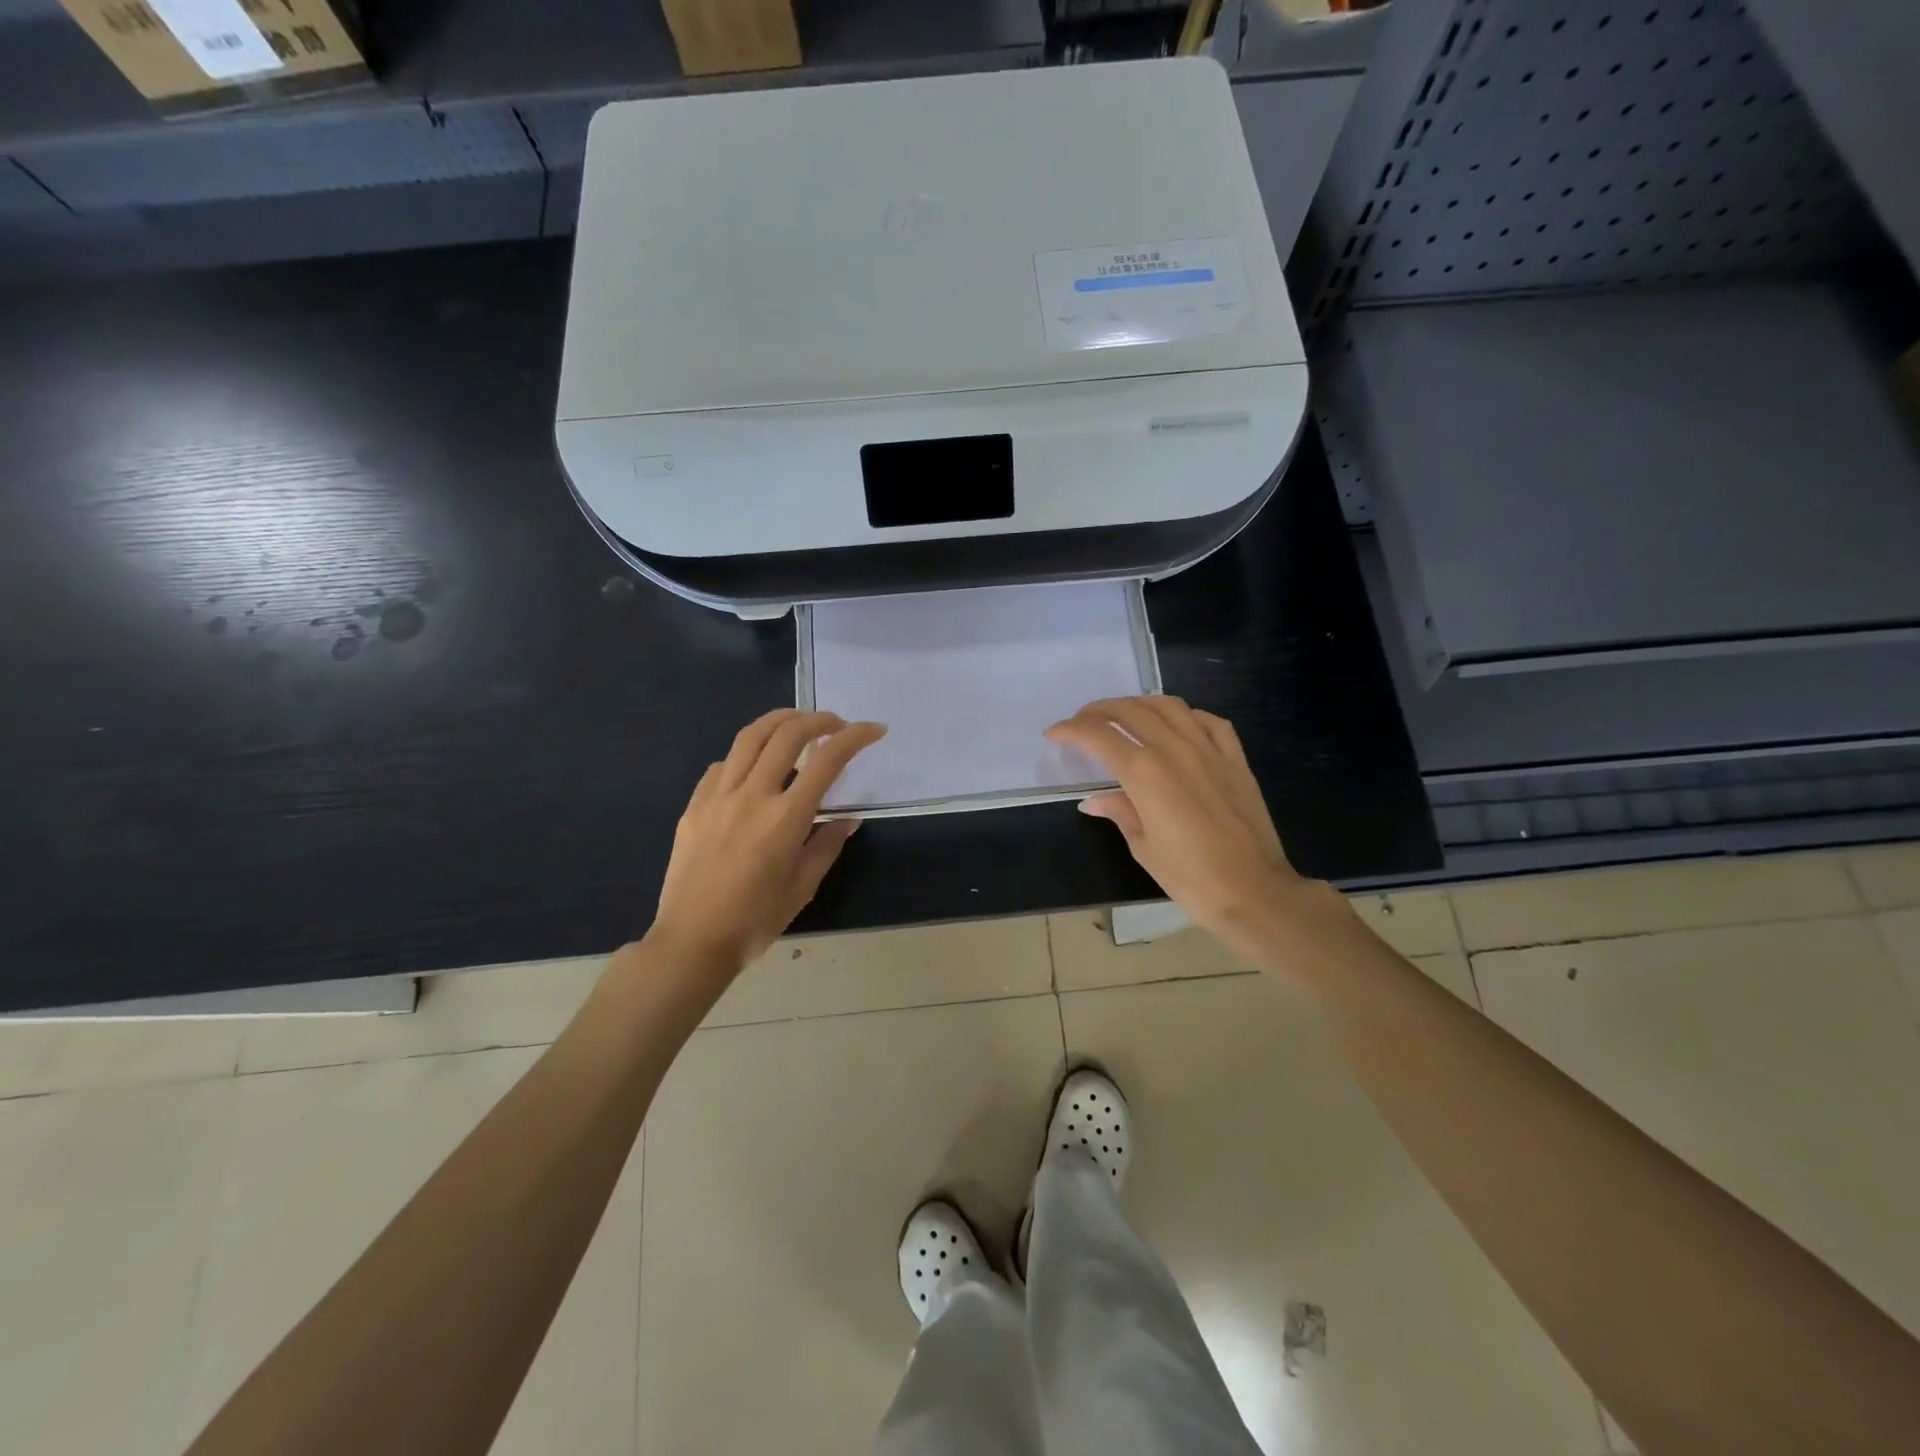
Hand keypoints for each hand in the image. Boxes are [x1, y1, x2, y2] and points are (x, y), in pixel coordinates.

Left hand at [648, 709, 885, 980]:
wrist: (692, 942)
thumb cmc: (755, 921)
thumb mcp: (803, 887)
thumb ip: (827, 845)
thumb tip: (847, 820)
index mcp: (785, 818)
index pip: (827, 760)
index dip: (855, 737)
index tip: (875, 730)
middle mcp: (752, 796)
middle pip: (787, 734)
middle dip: (819, 719)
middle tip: (837, 724)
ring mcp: (717, 797)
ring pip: (749, 737)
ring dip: (780, 721)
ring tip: (798, 724)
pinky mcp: (694, 806)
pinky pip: (722, 765)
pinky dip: (746, 754)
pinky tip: (755, 767)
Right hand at [1046, 696, 1339, 956]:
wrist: (1254, 892)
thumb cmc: (1190, 878)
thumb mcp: (1144, 847)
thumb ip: (1120, 812)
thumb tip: (1095, 800)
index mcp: (1144, 773)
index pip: (1098, 736)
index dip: (1071, 730)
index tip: (1054, 733)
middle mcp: (1175, 750)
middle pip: (1131, 711)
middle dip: (1099, 710)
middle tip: (1082, 721)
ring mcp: (1210, 751)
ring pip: (1170, 707)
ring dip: (1140, 703)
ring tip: (1124, 714)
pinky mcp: (1236, 760)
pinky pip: (1210, 722)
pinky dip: (1187, 716)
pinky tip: (1178, 725)